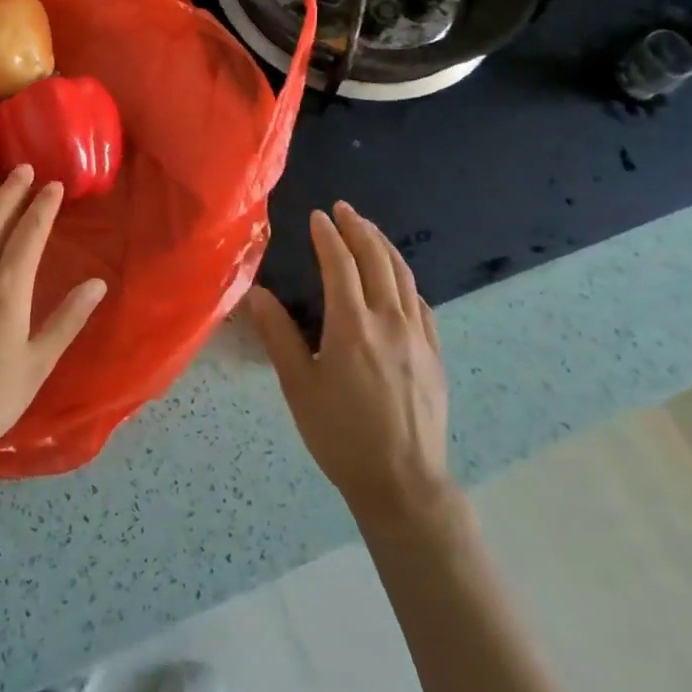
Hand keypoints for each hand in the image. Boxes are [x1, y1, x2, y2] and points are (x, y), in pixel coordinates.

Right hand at [245, 202, 462, 531]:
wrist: (403, 481)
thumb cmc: (341, 435)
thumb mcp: (299, 387)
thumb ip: (279, 335)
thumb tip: (256, 294)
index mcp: (352, 326)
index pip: (340, 265)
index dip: (328, 236)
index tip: (317, 216)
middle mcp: (390, 321)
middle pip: (377, 260)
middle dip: (359, 229)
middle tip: (344, 210)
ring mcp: (419, 336)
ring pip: (404, 276)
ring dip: (385, 247)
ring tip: (369, 230)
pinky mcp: (435, 354)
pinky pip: (422, 304)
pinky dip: (406, 281)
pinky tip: (399, 282)